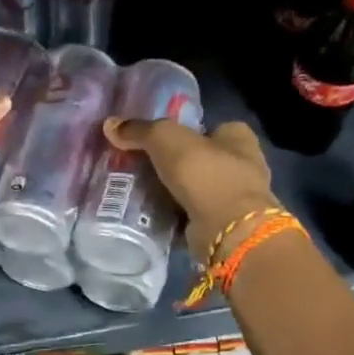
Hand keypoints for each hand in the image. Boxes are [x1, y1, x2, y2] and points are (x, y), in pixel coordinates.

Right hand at [103, 115, 278, 261]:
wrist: (227, 230)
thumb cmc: (204, 173)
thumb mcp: (166, 139)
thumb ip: (140, 130)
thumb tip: (110, 124)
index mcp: (238, 137)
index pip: (210, 127)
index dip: (185, 132)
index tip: (157, 141)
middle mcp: (243, 165)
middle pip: (201, 159)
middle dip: (176, 164)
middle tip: (142, 167)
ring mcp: (236, 199)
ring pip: (197, 188)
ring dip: (175, 191)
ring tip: (140, 190)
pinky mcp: (224, 226)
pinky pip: (193, 214)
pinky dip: (176, 215)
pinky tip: (152, 214)